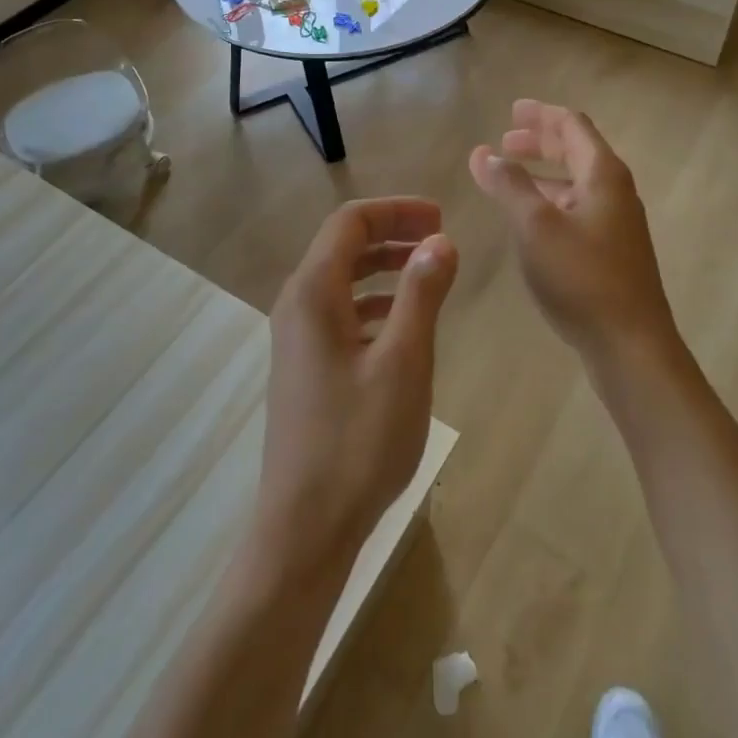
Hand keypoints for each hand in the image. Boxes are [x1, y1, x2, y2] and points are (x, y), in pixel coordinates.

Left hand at [255, 198, 457, 576]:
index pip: (350, 223)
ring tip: (430, 274)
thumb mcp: (404, 362)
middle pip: (343, 246)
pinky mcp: (306, 366)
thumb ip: (422, 294)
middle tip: (441, 238)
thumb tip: (440, 241)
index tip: (441, 218)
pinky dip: (375, 303)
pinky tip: (405, 323)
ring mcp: (297, 338)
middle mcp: (297, 305)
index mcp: (313, 293)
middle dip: (392, 234)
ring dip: (385, 268)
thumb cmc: (358, 441)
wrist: (306, 527)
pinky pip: (341, 313)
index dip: (396, 211)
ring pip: (342, 280)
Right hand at [469, 100, 680, 366]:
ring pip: (576, 183)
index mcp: (602, 174)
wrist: (630, 344)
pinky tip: (530, 219)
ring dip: (543, 173)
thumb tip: (484, 153)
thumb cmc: (581, 276)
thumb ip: (508, 185)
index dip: (541, 115)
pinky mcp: (611, 252)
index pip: (572, 126)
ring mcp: (616, 223)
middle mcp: (614, 191)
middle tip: (506, 140)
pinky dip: (551, 200)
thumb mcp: (535, 225)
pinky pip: (577, 209)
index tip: (512, 111)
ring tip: (510, 175)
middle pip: (576, 151)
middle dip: (540, 142)